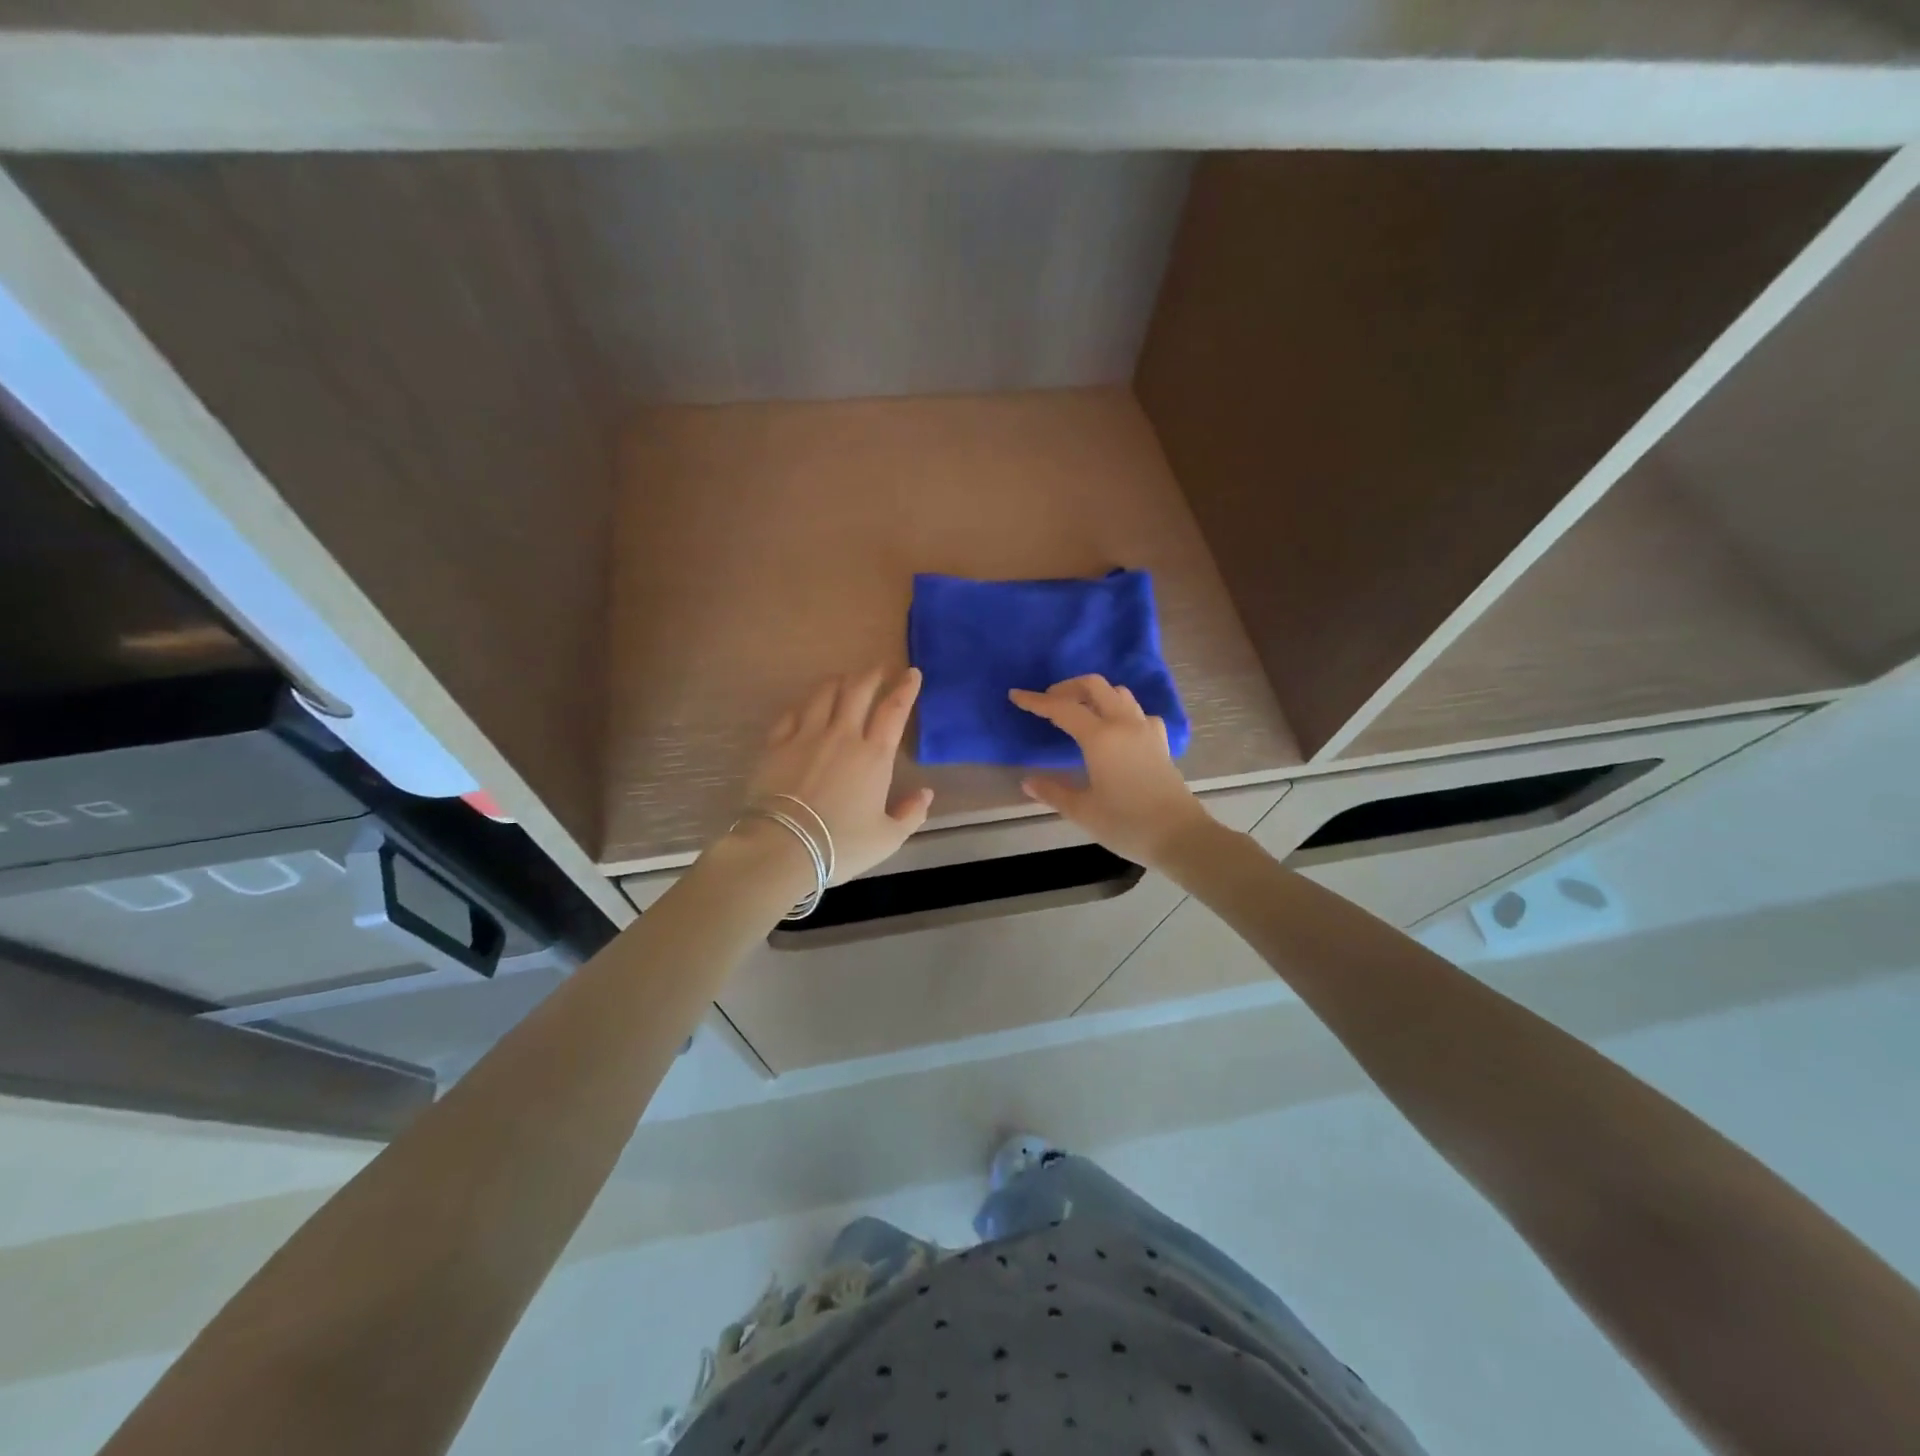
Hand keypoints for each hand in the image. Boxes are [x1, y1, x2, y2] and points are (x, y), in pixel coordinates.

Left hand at [741, 667, 933, 883]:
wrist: (784, 847)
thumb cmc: (841, 845)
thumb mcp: (887, 839)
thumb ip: (910, 814)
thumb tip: (925, 793)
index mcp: (874, 755)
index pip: (894, 710)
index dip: (905, 688)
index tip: (911, 673)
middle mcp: (842, 735)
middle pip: (858, 690)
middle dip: (872, 674)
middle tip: (880, 668)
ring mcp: (806, 736)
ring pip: (824, 694)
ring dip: (839, 681)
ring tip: (845, 679)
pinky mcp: (776, 745)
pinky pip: (792, 713)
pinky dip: (805, 705)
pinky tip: (807, 705)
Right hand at [1010, 675, 1214, 869]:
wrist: (1180, 836)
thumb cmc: (1126, 824)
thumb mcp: (1082, 811)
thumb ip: (1053, 792)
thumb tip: (1027, 781)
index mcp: (1100, 738)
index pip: (1062, 709)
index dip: (1036, 701)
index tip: (1016, 696)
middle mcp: (1124, 724)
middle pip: (1094, 686)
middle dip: (1067, 687)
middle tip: (1049, 702)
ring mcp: (1146, 730)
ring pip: (1119, 694)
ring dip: (1095, 694)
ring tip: (1078, 711)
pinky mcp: (1160, 742)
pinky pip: (1137, 712)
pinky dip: (1120, 710)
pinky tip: (1115, 729)